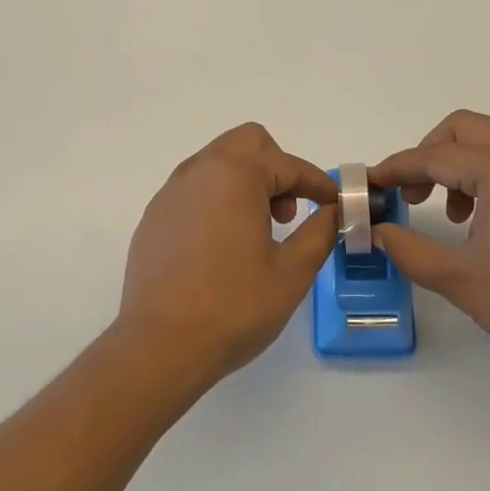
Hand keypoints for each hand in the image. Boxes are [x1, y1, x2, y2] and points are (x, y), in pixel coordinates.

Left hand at [117, 123, 340, 390]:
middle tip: (287, 214)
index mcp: (235, 174)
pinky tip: (222, 247)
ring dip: (247, 182)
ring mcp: (171, 192)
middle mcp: (199, 171)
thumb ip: (320, 231)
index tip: (335, 204)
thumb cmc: (234, 306)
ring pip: (218, 163)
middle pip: (248, 143)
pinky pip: (195, 190)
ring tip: (258, 232)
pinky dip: (218, 201)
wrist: (159, 347)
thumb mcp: (292, 271)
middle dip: (277, 169)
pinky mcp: (154, 217)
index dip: (318, 183)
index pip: (288, 165)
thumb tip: (334, 211)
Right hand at [370, 111, 489, 382]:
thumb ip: (409, 249)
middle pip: (463, 130)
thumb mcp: (459, 278)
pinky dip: (488, 175)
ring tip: (452, 216)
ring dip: (459, 166)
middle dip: (429, 155)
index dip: (396, 169)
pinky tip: (486, 221)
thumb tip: (379, 231)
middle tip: (412, 195)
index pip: (434, 156)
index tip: (369, 184)